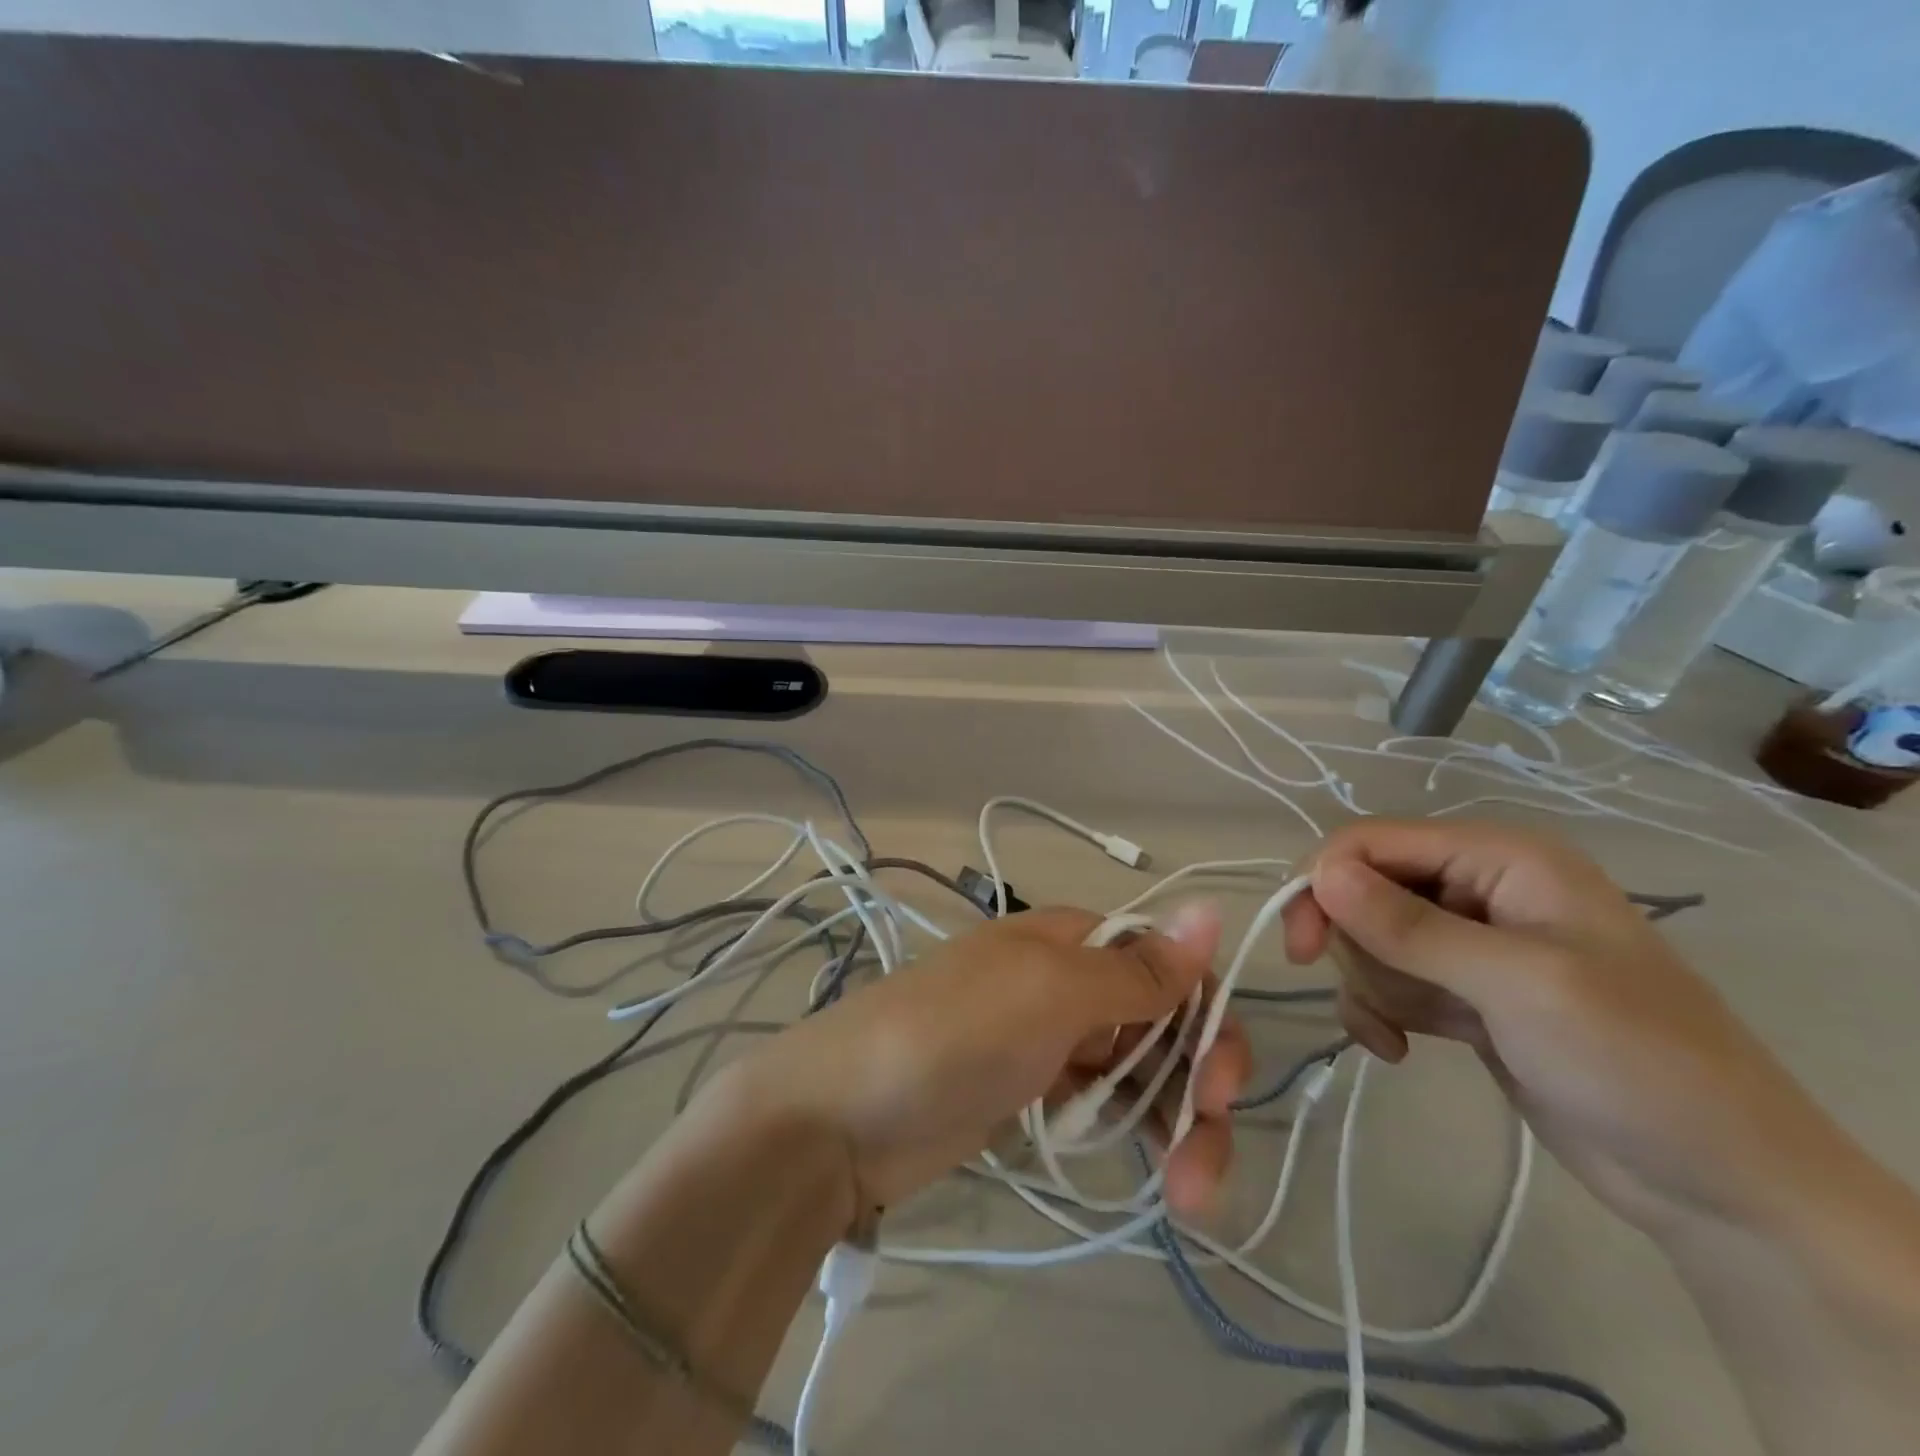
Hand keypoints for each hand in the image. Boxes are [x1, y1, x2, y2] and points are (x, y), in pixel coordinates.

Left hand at [709, 905, 1250, 1219]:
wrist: (844, 1113)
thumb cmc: (955, 1034)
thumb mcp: (1050, 992)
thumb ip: (1135, 969)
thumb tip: (1211, 906)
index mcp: (1071, 940)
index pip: (1165, 964)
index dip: (1205, 1015)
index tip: (1221, 1083)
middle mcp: (1067, 981)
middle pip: (1161, 1022)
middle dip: (1199, 1080)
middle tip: (1207, 1148)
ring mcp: (1048, 1040)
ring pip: (1140, 1069)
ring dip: (1177, 1123)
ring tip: (1191, 1196)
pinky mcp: (1032, 1094)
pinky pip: (1105, 1105)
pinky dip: (1136, 1133)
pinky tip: (1157, 1177)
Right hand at [1281, 820, 1844, 1235]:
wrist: (1720, 1185)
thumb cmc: (1634, 1061)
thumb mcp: (1517, 984)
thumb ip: (1410, 927)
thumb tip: (1319, 873)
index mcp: (1500, 858)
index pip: (1372, 842)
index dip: (1325, 882)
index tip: (1301, 946)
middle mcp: (1481, 888)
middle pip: (1363, 890)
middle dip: (1359, 945)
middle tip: (1383, 999)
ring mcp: (1471, 944)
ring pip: (1369, 940)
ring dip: (1373, 986)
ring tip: (1410, 1032)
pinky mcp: (1463, 994)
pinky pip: (1387, 982)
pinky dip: (1379, 1011)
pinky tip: (1397, 1049)